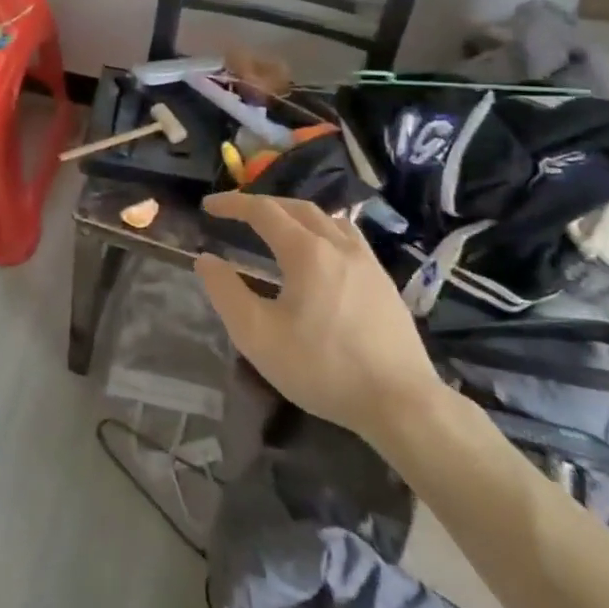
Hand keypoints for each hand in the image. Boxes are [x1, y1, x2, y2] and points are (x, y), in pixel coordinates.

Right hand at [194, 193, 441, 445]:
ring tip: (279, 227)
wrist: (402, 403)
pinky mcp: (385, 283)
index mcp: (306, 251)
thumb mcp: (258, 336)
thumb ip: (226, 293)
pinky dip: (324, 231)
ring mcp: (368, 263)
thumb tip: (206, 260)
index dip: (232, 204)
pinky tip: (322, 255)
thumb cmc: (323, 368)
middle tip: (238, 213)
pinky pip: (349, 238)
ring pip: (328, 219)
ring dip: (296, 214)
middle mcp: (339, 245)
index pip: (263, 211)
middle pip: (297, 207)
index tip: (208, 207)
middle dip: (263, 204)